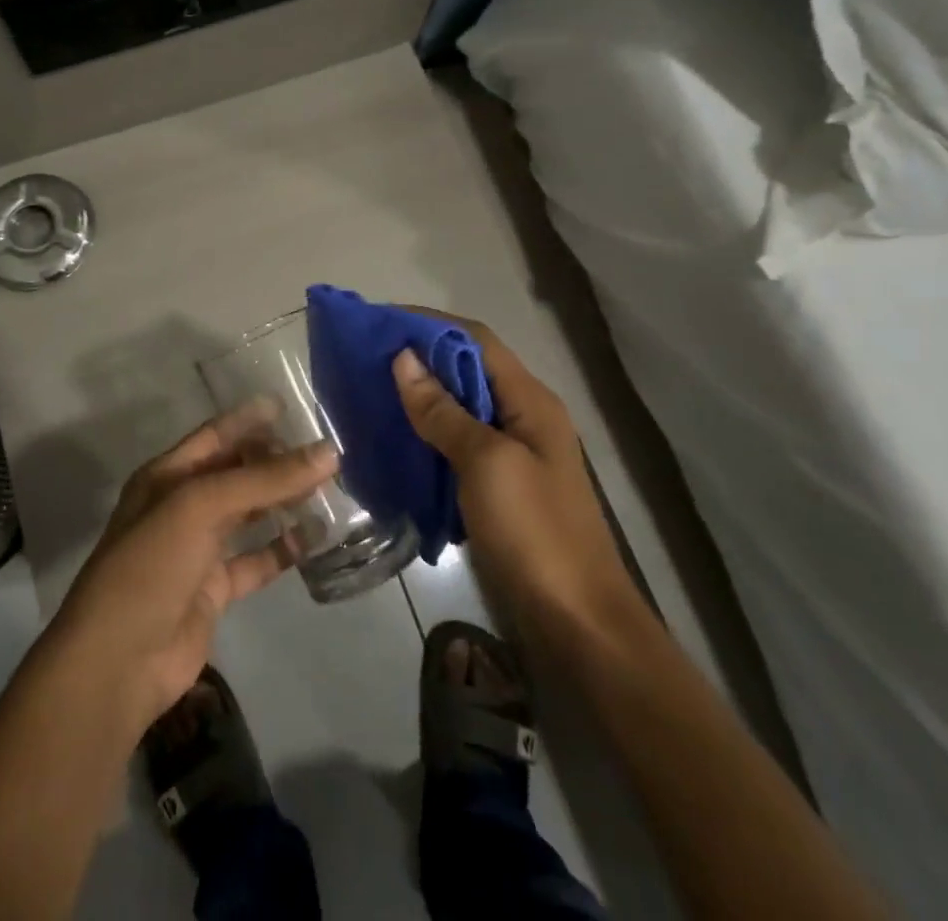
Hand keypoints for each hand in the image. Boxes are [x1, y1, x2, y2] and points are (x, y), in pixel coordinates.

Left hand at [44, 401, 338, 736]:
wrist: (118, 660)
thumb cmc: (152, 564)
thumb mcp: (202, 507)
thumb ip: (264, 480)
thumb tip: (328, 453)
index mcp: (166, 476)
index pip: (214, 436)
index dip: (248, 420)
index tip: (290, 406)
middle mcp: (181, 506)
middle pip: (234, 473)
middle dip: (273, 460)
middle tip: (322, 451)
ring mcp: (197, 550)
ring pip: (248, 515)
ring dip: (282, 502)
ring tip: (329, 487)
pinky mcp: (213, 590)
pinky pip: (255, 560)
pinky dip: (282, 549)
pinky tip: (315, 537)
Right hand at [392, 316, 635, 633]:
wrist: (580, 625)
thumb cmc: (534, 533)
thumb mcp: (486, 464)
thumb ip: (444, 411)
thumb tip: (404, 359)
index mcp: (530, 401)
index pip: (476, 340)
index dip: (430, 324)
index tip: (381, 322)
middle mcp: (524, 417)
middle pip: (467, 370)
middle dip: (420, 359)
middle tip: (367, 359)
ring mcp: (514, 454)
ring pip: (460, 408)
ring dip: (420, 398)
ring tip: (372, 394)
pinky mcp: (500, 487)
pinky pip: (457, 445)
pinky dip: (427, 435)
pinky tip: (395, 441)